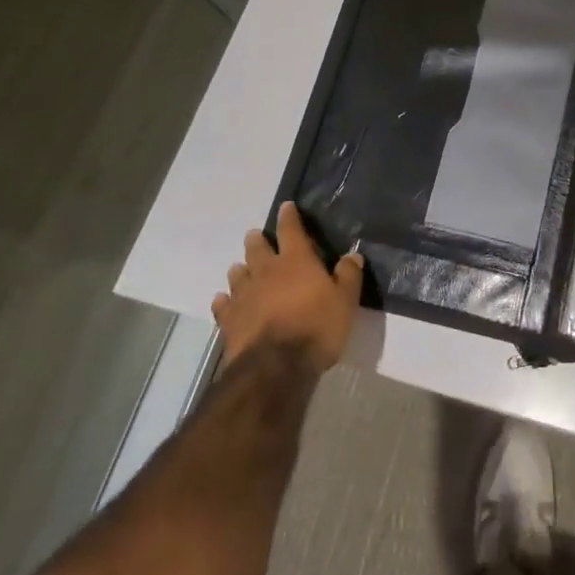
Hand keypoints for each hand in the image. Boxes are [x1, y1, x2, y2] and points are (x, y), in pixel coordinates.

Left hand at [211, 203, 363, 372]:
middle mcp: (267, 271)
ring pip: (237, 274)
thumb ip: (349, 275)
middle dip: (257, 240)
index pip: (291, 230)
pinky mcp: (230, 321)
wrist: (276, 367)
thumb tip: (352, 255)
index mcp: (296, 261)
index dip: (288, 217)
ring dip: (240, 270)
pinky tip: (222, 300)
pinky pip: (223, 306)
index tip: (286, 207)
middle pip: (257, 249)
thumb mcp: (345, 301)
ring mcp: (245, 296)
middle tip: (256, 236)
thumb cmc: (317, 327)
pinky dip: (223, 301)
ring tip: (239, 268)